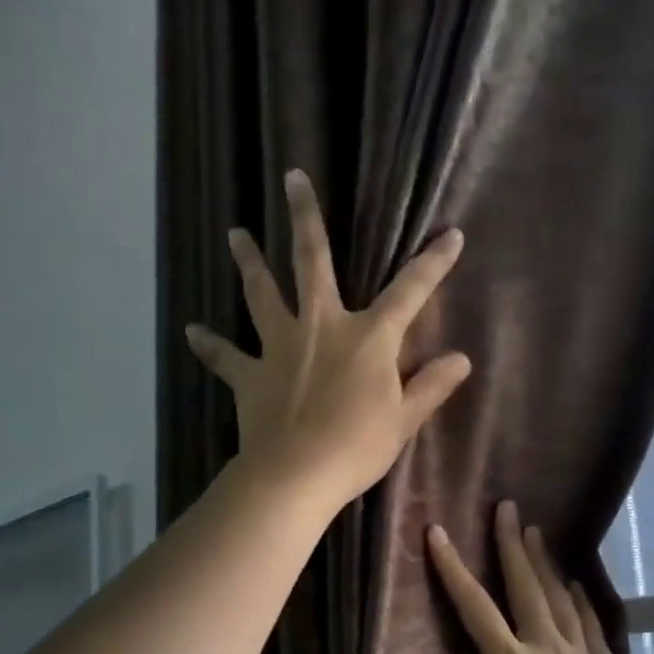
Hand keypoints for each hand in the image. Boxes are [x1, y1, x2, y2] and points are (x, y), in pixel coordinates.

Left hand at [185, 169, 472, 509]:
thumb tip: (462, 359)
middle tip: (291, 177)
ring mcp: (280, 347)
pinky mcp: (250, 375)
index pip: (410, 292)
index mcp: (368, 338)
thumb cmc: (357, 447)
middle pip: (312, 262)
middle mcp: (321, 327)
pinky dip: (210, 345)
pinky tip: (191, 331)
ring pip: (262, 294)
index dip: (433, 264)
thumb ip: (431, 386)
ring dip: (249, 262)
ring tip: (235, 234)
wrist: (296, 475)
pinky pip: (226, 357)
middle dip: (305, 218)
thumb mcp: (404, 420)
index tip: (451, 235)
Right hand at [364, 500, 653, 653]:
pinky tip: (577, 585)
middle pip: (525, 587)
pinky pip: (589, 622)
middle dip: (511, 545)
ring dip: (543, 562)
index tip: (437, 530)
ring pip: (558, 597)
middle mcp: (547, 648)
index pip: (475, 606)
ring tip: (535, 530)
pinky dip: (580, 598)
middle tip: (507, 505)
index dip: (453, 568)